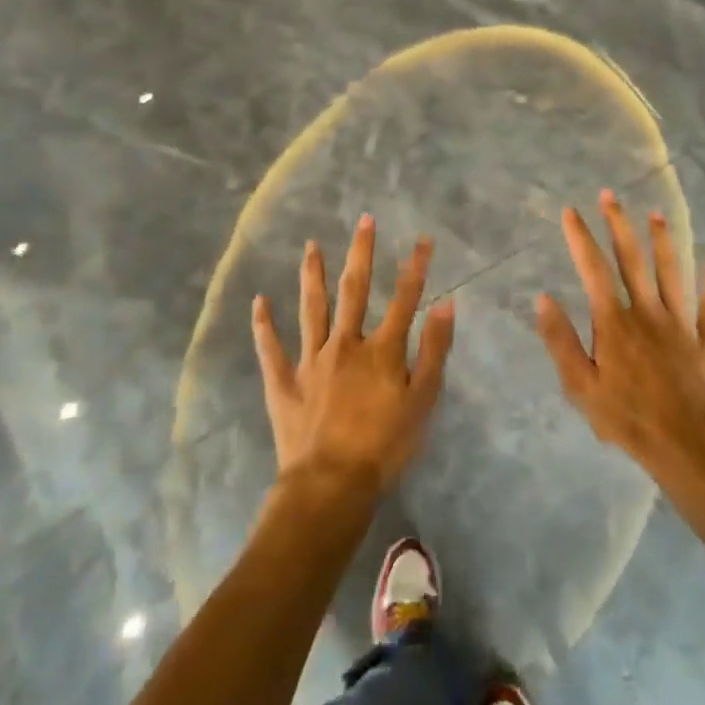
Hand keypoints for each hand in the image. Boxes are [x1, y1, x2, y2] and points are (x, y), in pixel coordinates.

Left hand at [251, 215, 454, 499]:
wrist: (331, 484)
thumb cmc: (385, 445)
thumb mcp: (423, 400)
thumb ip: (434, 350)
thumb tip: (445, 303)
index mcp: (381, 350)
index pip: (404, 298)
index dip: (416, 267)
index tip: (423, 238)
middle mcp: (345, 344)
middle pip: (354, 290)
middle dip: (361, 253)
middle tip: (364, 220)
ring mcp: (310, 360)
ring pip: (311, 308)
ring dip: (313, 275)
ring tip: (311, 246)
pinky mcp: (283, 382)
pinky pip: (271, 348)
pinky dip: (264, 324)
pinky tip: (259, 300)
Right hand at [536, 190, 704, 478]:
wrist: (686, 446)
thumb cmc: (628, 418)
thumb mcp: (580, 386)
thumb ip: (561, 340)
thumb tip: (543, 298)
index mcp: (615, 323)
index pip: (593, 270)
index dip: (581, 238)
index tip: (571, 211)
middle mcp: (648, 312)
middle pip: (633, 260)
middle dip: (619, 225)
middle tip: (611, 196)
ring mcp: (682, 323)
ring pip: (673, 272)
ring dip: (664, 241)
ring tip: (656, 214)